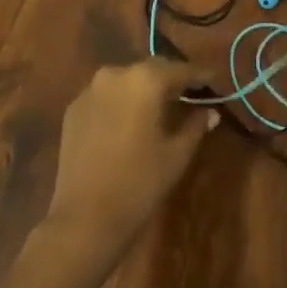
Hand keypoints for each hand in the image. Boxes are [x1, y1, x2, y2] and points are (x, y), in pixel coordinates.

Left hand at [44, 60, 217, 252]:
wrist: (84, 218)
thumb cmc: (139, 184)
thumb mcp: (176, 155)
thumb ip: (195, 126)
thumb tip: (210, 112)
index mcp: (145, 80)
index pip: (180, 69)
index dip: (199, 75)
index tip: (213, 80)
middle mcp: (116, 74)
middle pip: (151, 69)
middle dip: (170, 79)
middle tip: (188, 92)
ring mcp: (90, 90)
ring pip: (126, 80)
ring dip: (143, 88)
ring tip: (159, 106)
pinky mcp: (73, 108)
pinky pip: (105, 96)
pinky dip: (120, 101)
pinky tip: (128, 122)